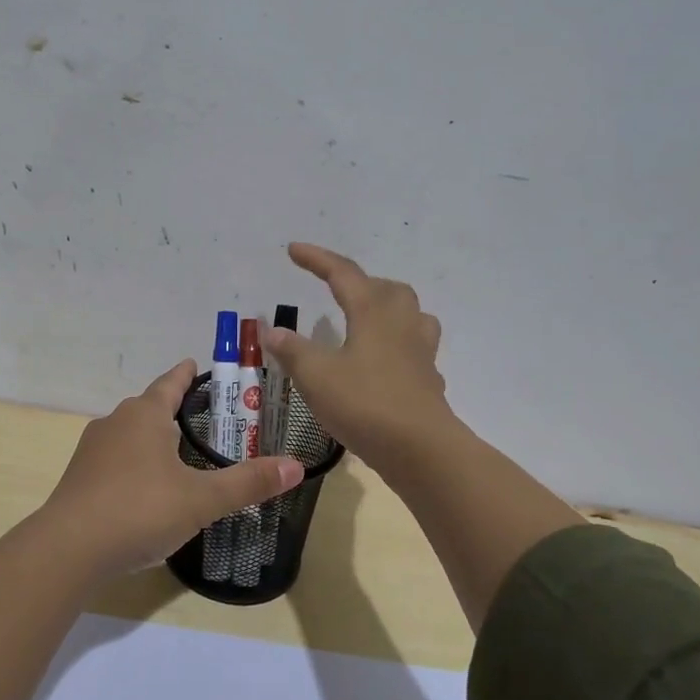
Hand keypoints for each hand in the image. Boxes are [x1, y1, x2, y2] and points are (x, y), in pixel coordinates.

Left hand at [34, 359, 302, 578]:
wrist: (69, 548)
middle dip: (172, 409)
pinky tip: (145, 488)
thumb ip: (248, 482)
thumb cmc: (140, 510)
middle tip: (202, 419)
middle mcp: (115, 422)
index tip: (195, 364)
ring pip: (129, 434)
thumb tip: (297, 466)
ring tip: (176, 454)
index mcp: (144, 415)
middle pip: (148, 407)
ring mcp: (92, 450)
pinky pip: (114, 460)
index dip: (186, 374)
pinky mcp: (79, 477)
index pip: (170, 383)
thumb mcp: (202, 499)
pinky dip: (133, 464)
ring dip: (151, 438)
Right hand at [264, 243, 454, 470]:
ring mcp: (421, 352)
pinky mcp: (428, 380)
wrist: (421, 449)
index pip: (343, 273)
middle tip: (337, 292)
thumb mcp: (316, 376)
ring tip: (366, 321)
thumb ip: (292, 350)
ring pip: (410, 315)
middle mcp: (401, 324)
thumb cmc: (365, 404)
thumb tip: (271, 329)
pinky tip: (382, 365)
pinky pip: (415, 349)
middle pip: (386, 288)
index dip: (317, 259)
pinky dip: (396, 347)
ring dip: (388, 309)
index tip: (293, 250)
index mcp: (373, 312)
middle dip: (360, 283)